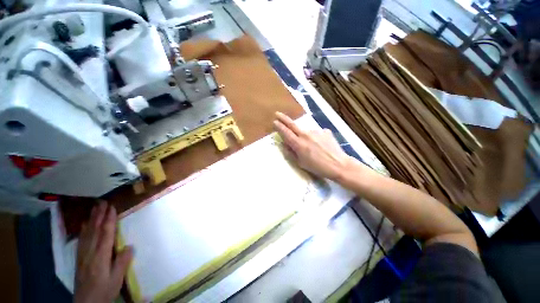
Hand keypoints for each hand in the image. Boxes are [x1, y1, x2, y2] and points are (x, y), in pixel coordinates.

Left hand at [74, 202, 132, 302]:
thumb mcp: (117, 279)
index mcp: (101, 257)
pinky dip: (84, 230)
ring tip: (94, 208)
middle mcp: (90, 253)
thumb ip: (122, 262)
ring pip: (87, 234)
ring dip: (91, 220)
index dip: (109, 220)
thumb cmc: (104, 290)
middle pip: (94, 231)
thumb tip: (129, 246)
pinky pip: (81, 241)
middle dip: (98, 215)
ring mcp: (83, 255)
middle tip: (102, 202)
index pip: (106, 234)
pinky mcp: (80, 258)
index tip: (112, 208)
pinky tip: (85, 225)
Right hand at [273, 112, 351, 180]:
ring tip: (314, 148)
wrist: (338, 165)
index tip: (274, 121)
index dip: (279, 126)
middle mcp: (306, 134)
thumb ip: (291, 152)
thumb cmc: (318, 167)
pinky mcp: (325, 131)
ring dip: (306, 137)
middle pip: (292, 125)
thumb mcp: (301, 163)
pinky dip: (316, 138)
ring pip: (306, 132)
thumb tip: (284, 144)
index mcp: (298, 144)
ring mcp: (316, 131)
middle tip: (277, 114)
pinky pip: (317, 134)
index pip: (286, 132)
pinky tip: (322, 146)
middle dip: (283, 119)